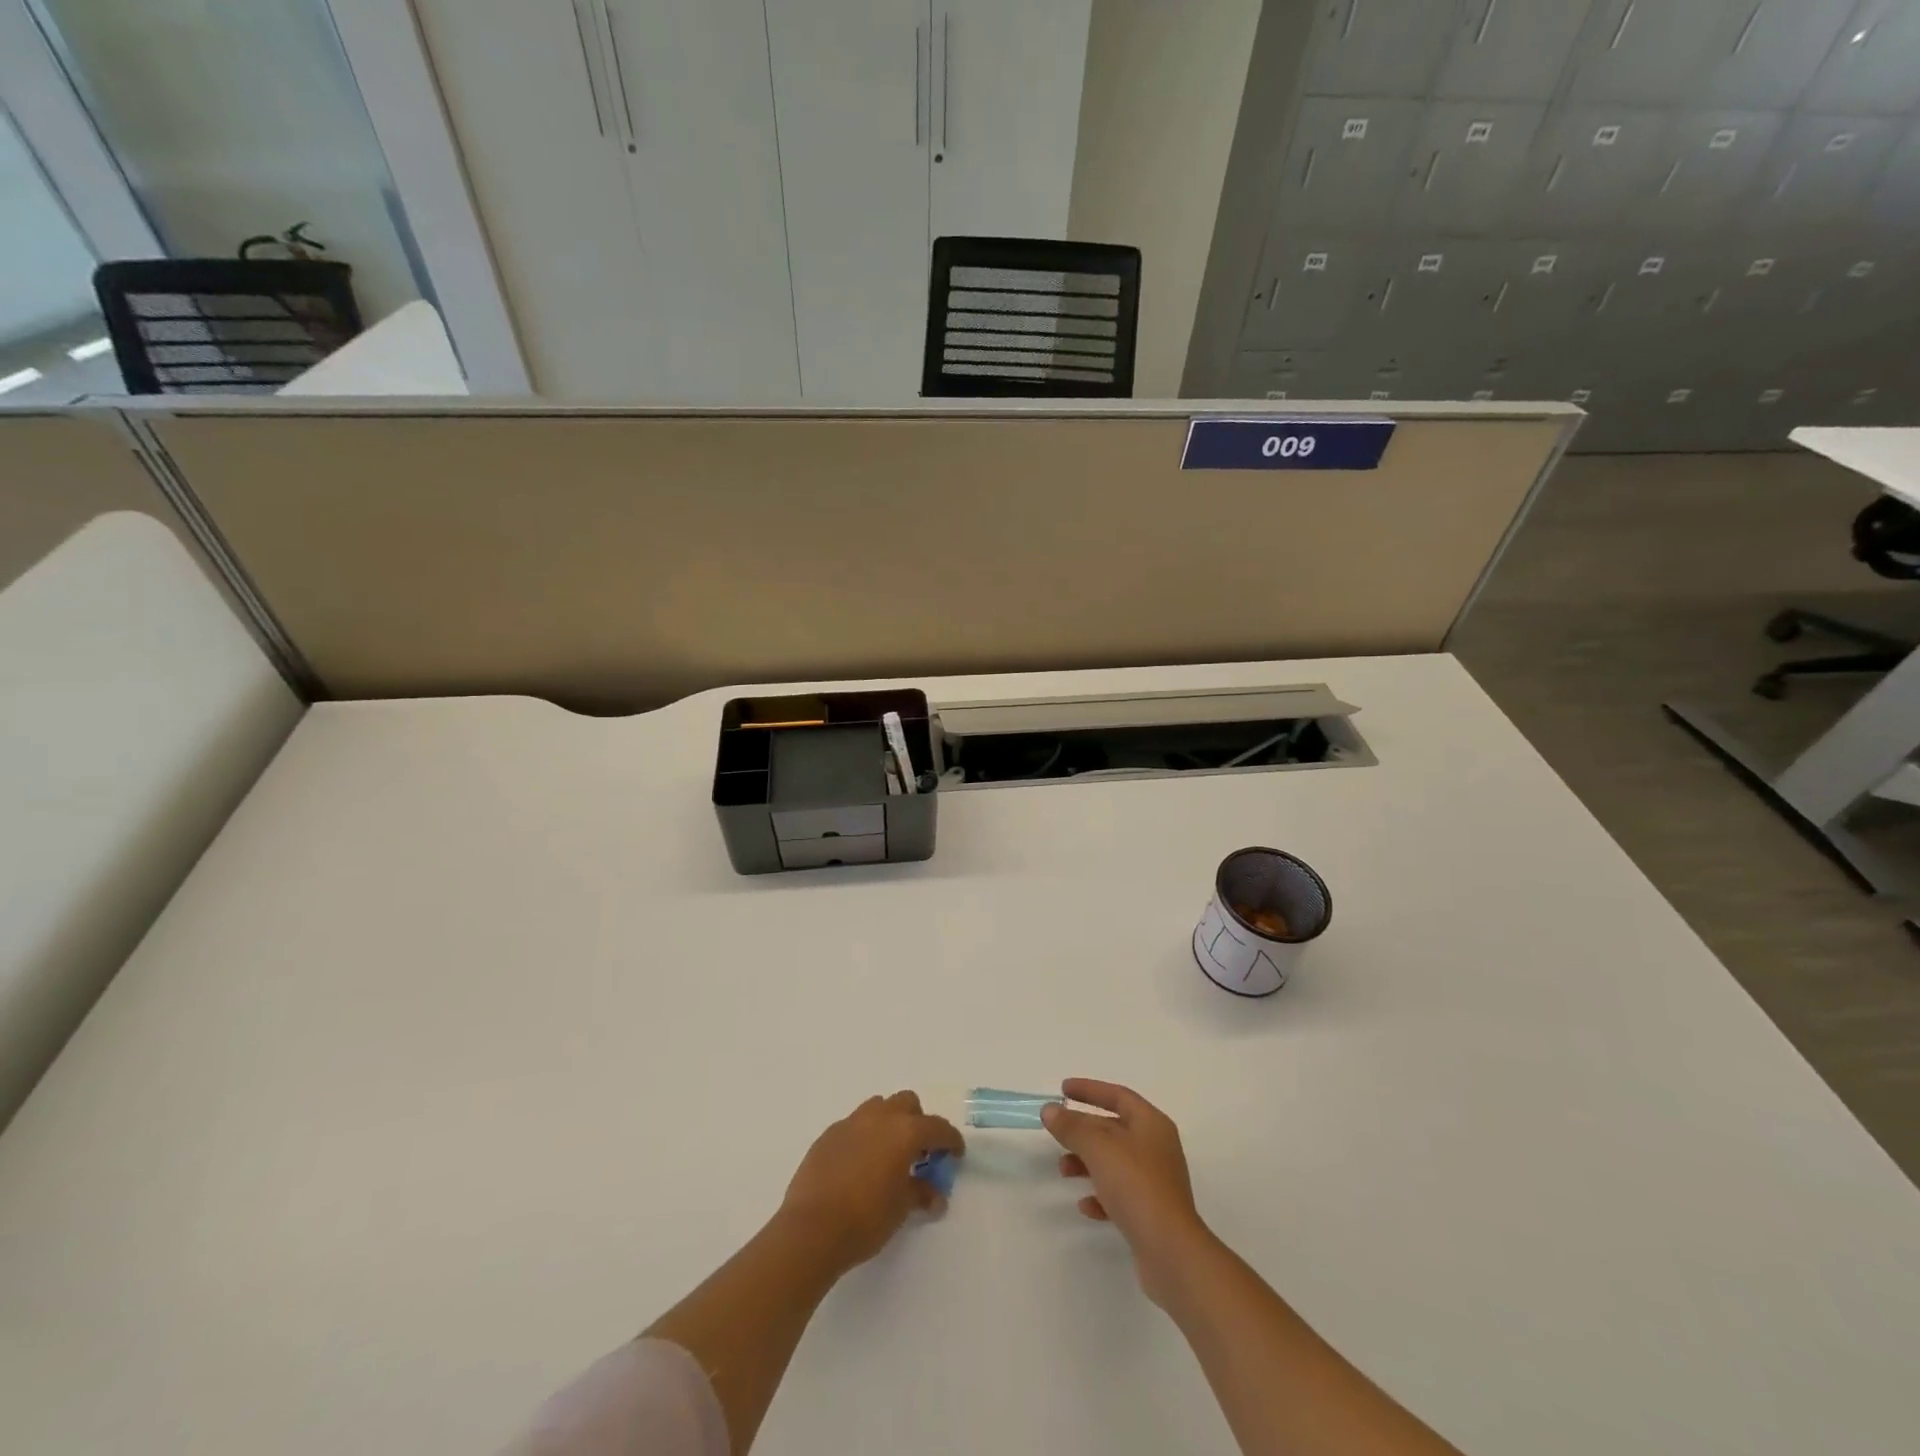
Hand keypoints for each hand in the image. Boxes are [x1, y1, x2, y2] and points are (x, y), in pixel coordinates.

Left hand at [779, 1091, 964, 1274]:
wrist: (811, 1229)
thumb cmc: (865, 1219)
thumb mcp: (901, 1209)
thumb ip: (921, 1194)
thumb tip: (935, 1195)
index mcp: (904, 1132)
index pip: (937, 1127)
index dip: (951, 1140)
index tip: (956, 1154)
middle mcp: (879, 1118)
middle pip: (907, 1103)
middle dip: (917, 1122)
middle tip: (919, 1152)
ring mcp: (850, 1123)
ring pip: (878, 1108)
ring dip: (889, 1123)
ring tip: (888, 1155)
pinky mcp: (828, 1135)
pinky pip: (854, 1125)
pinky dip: (864, 1136)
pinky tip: (859, 1165)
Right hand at [1043, 1079, 1212, 1304]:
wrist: (1171, 1252)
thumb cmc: (1136, 1186)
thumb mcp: (1099, 1148)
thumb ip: (1072, 1127)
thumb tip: (1050, 1110)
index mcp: (1151, 1124)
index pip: (1118, 1096)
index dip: (1089, 1090)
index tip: (1063, 1090)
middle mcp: (1156, 1148)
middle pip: (1114, 1129)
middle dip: (1083, 1130)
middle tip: (1057, 1133)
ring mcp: (1155, 1182)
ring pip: (1114, 1162)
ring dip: (1086, 1162)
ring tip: (1063, 1171)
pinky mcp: (1150, 1213)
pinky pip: (1120, 1194)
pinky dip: (1100, 1195)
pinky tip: (1085, 1205)